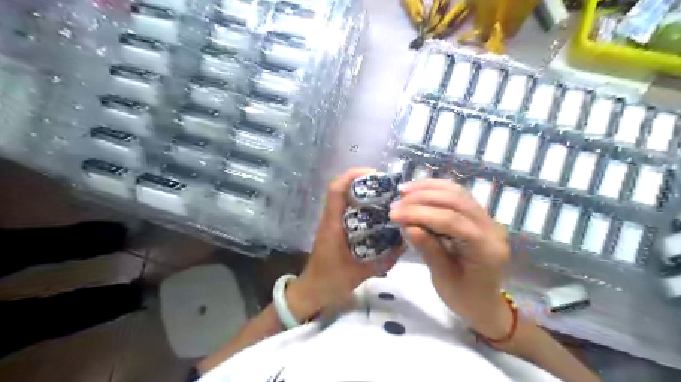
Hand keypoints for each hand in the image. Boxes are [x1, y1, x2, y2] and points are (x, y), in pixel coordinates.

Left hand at [285, 169, 403, 319]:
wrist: (312, 290)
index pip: (336, 190)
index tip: (376, 175)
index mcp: (333, 224)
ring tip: (386, 196)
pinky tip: (378, 213)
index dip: (354, 176)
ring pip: (344, 196)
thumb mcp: (360, 272)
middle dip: (364, 182)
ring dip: (363, 191)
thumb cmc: (331, 281)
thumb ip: (384, 259)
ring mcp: (331, 221)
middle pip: (342, 188)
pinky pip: (348, 208)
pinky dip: (362, 204)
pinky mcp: (335, 227)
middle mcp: (331, 218)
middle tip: (388, 187)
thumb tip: (406, 243)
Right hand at [389, 180, 509, 339]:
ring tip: (403, 191)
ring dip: (428, 188)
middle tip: (396, 204)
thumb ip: (428, 249)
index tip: (394, 215)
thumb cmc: (464, 297)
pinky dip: (436, 189)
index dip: (421, 214)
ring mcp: (487, 219)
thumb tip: (408, 225)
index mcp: (487, 249)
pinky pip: (457, 195)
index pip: (452, 221)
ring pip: (457, 192)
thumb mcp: (443, 278)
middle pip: (456, 201)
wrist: (485, 303)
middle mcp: (491, 228)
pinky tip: (418, 190)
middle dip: (422, 199)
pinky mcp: (478, 215)